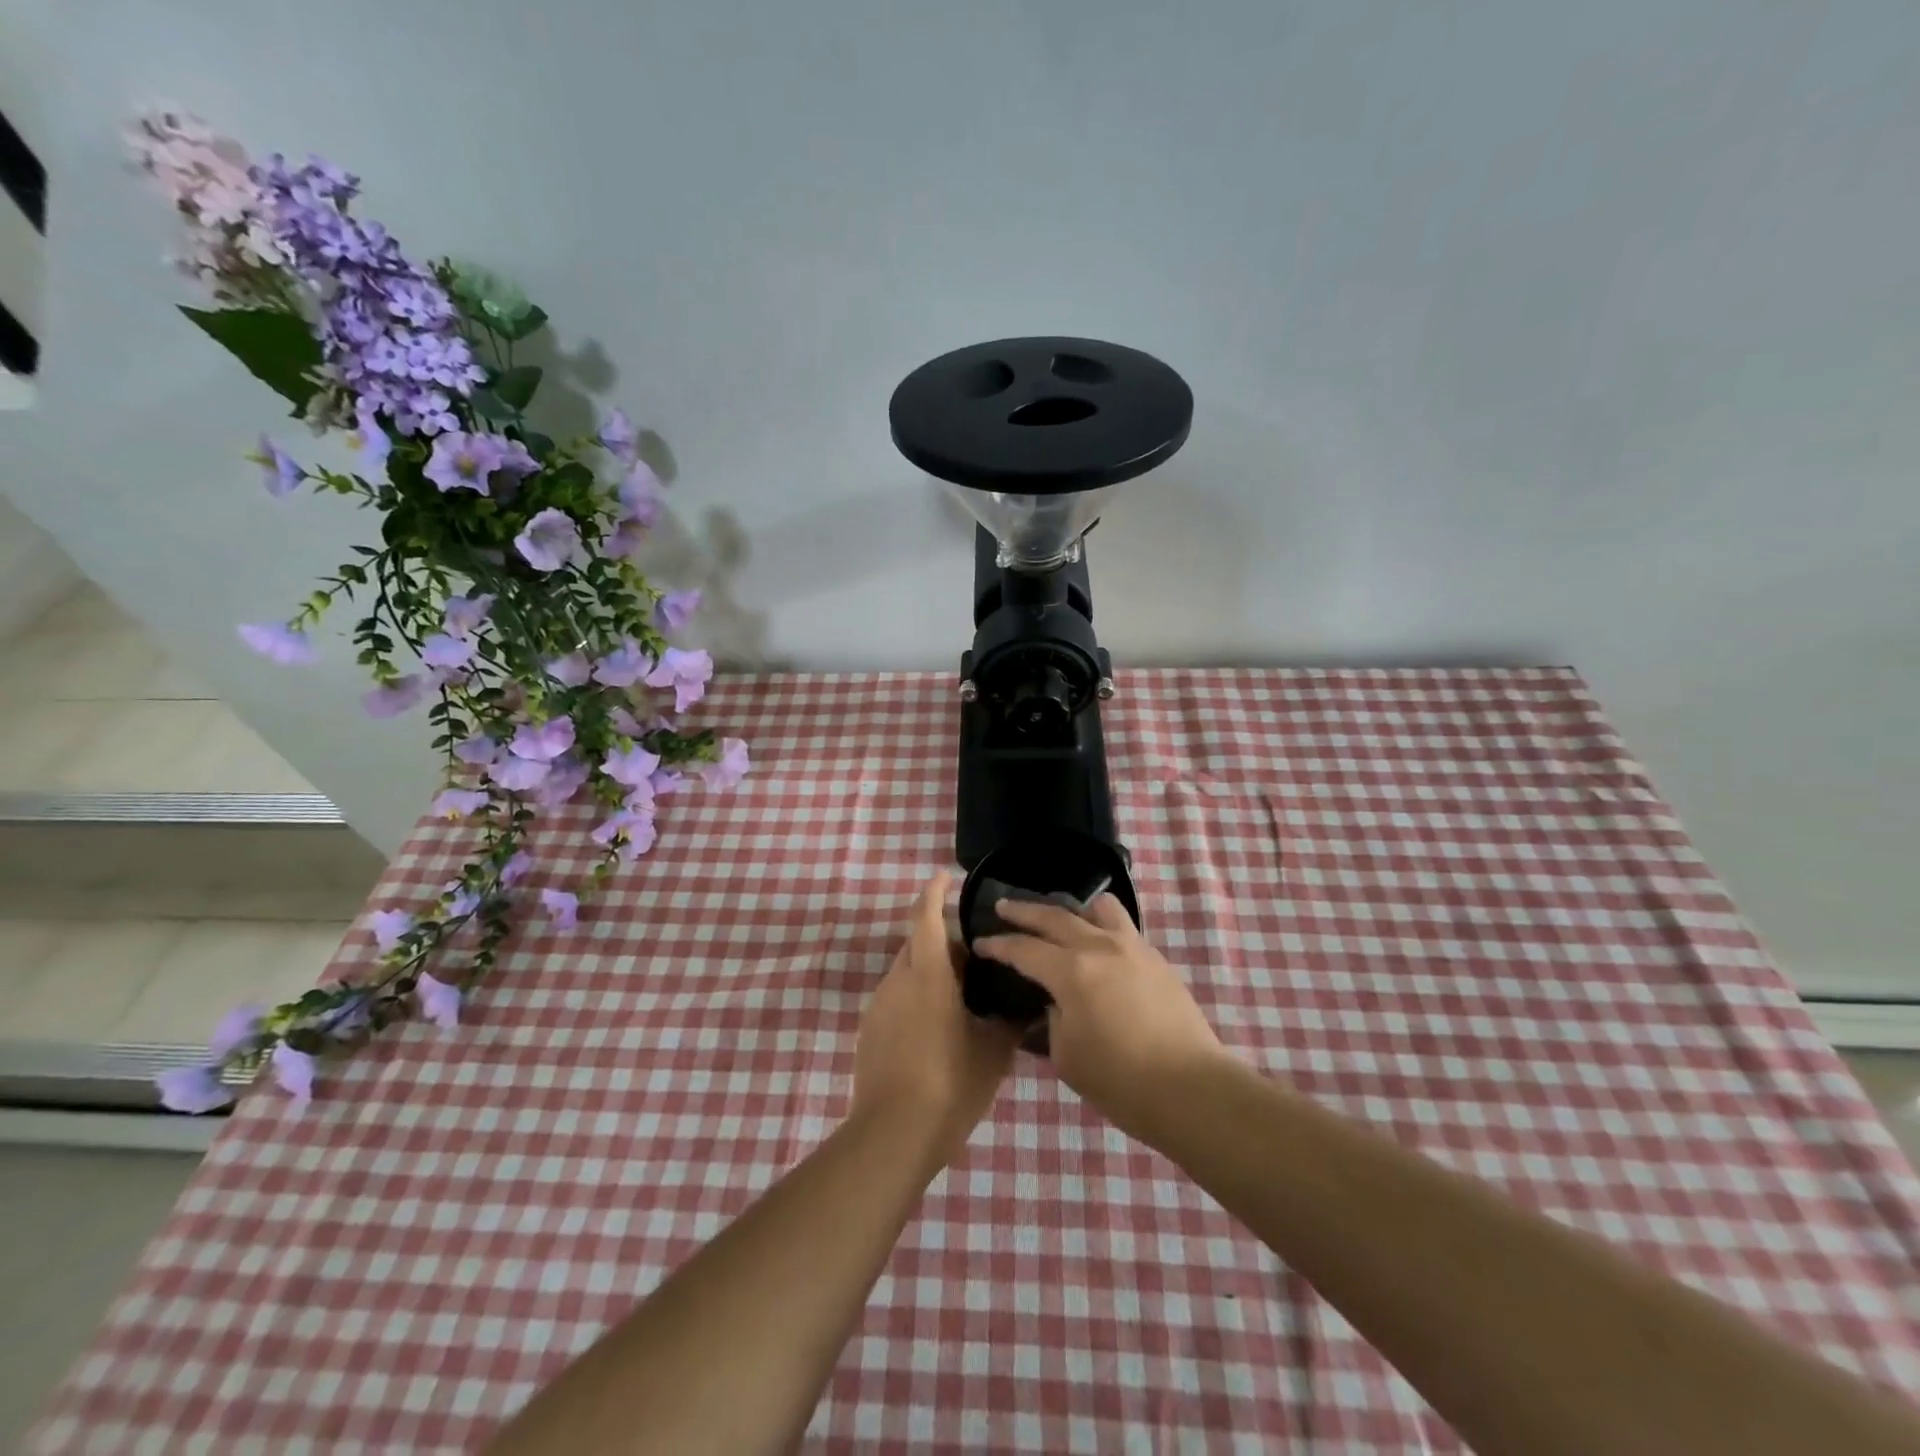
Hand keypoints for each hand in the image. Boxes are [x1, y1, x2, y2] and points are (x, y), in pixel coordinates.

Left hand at [852, 872, 1020, 1166]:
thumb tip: (1025, 1006)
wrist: (892, 1135)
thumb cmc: (948, 1085)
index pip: (926, 918)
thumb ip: (1008, 1022)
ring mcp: (879, 1006)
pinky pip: (897, 998)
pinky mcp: (869, 1031)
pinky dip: (917, 997)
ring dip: (931, 973)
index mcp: (928, 975)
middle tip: (977, 962)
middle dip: (943, 943)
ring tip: (963, 999)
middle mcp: (898, 981)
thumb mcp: (991, 1053)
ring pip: (907, 972)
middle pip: (918, 945)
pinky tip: (938, 1029)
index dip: (934, 892)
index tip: (944, 875)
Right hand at [975, 895, 1225, 1135]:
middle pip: (1055, 916)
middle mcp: (1100, 947)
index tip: (980, 942)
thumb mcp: (1067, 1056)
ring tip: (1063, 917)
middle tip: (1003, 906)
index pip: (1023, 949)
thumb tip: (1054, 1003)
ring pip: (1099, 908)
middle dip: (1024, 911)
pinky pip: (1123, 928)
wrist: (1192, 1089)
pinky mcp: (1156, 959)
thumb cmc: (1121, 1081)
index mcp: (1071, 971)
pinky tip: (1098, 946)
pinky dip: (1102, 926)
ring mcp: (1133, 948)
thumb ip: (1053, 1020)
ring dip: (1073, 909)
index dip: (998, 945)